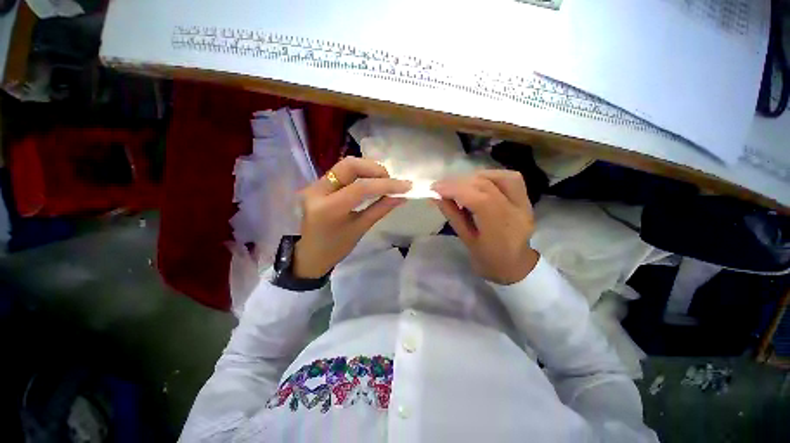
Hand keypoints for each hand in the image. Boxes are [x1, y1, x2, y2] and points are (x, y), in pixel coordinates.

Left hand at [294, 157, 410, 278]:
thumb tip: (402, 197)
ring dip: (369, 169)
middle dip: (375, 169)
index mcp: (328, 208)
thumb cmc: (335, 248)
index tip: (406, 186)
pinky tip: (372, 182)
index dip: (386, 184)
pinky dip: (361, 173)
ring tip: (384, 181)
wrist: (310, 255)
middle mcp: (318, 190)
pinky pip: (343, 172)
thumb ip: (380, 209)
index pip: (361, 187)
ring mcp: (316, 185)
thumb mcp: (360, 229)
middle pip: (350, 165)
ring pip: (346, 165)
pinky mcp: (319, 185)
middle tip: (391, 181)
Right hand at [432, 170, 538, 284]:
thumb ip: (452, 215)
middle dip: (459, 182)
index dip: (454, 189)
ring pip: (500, 177)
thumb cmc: (488, 259)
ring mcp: (525, 204)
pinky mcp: (526, 199)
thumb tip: (436, 196)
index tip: (434, 188)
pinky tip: (477, 182)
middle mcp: (517, 212)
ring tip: (459, 184)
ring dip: (475, 177)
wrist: (516, 265)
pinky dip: (489, 176)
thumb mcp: (466, 240)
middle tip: (441, 185)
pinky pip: (510, 178)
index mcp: (501, 230)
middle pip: (487, 185)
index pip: (478, 199)